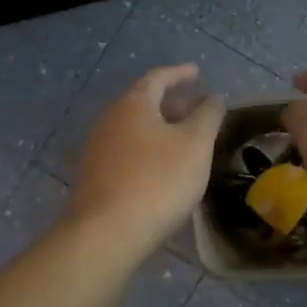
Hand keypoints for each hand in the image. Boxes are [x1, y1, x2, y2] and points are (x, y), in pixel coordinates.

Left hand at [67, 64, 223, 257]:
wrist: (107, 233)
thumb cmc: (158, 181)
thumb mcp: (195, 145)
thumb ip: (207, 116)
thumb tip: (213, 98)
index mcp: (133, 104)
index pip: (157, 77)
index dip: (179, 73)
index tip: (196, 72)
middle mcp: (109, 119)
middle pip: (142, 101)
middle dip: (170, 102)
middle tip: (194, 108)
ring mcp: (97, 148)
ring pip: (133, 128)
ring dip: (158, 127)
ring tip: (182, 139)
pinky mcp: (94, 176)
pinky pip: (125, 150)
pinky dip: (146, 148)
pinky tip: (161, 167)